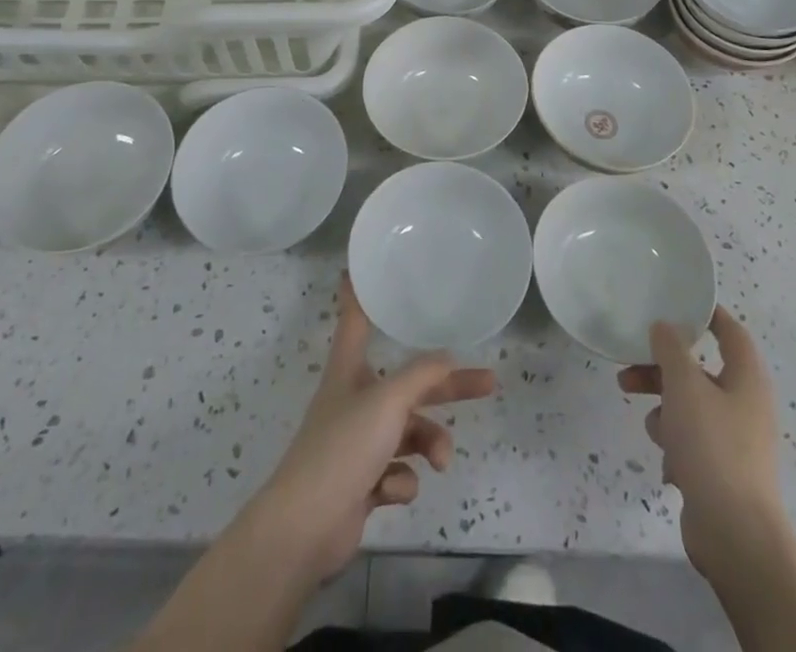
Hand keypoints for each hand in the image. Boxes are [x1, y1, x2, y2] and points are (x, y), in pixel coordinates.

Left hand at [243, 276, 496, 583]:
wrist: (306, 528)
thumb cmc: (343, 446)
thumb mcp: (388, 401)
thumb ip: (421, 375)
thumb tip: (447, 357)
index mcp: (349, 368)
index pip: (356, 319)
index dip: (360, 293)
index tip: (360, 267)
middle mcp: (354, 398)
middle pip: (408, 382)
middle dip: (447, 387)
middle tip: (488, 382)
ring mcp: (358, 442)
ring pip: (409, 431)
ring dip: (429, 444)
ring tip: (441, 462)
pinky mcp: (363, 481)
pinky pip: (396, 470)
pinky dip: (400, 480)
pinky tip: (390, 490)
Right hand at [618, 306, 784, 576]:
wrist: (735, 535)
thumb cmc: (713, 447)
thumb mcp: (684, 386)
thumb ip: (670, 349)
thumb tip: (664, 326)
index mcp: (746, 378)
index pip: (730, 331)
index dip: (705, 314)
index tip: (673, 304)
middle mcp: (745, 404)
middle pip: (700, 370)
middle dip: (663, 367)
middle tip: (630, 366)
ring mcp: (735, 440)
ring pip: (691, 406)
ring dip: (664, 408)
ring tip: (648, 424)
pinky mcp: (722, 470)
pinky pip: (692, 441)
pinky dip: (676, 444)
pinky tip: (667, 462)